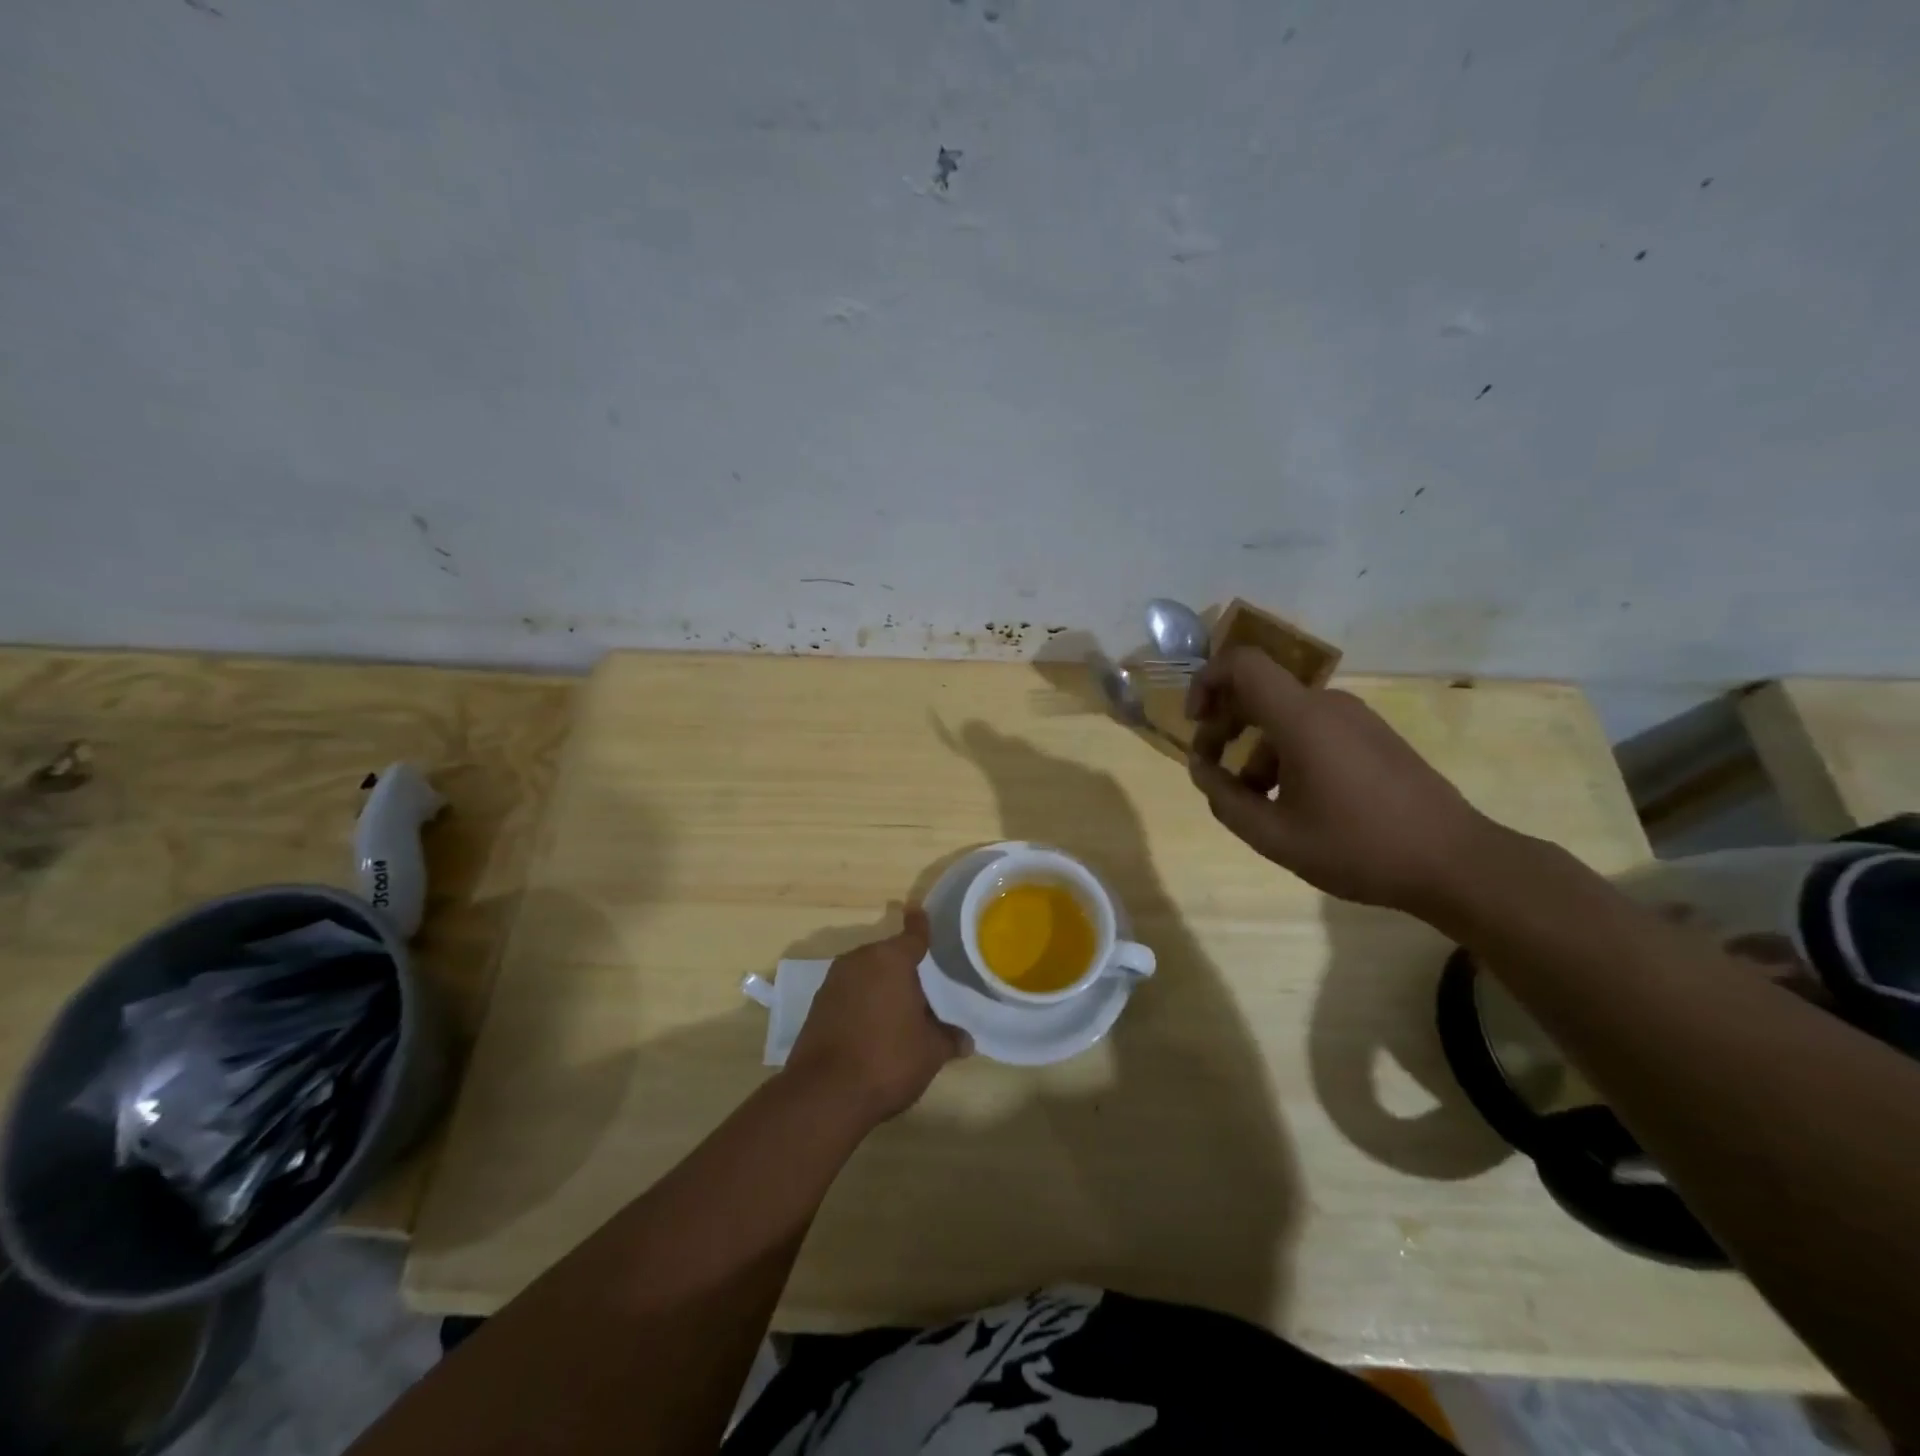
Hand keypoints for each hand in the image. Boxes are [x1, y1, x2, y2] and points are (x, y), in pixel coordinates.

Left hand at [782, 908, 968, 1125]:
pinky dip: (863, 1001)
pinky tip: (874, 1025)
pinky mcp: (818, 1005)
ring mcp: (834, 982)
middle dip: (904, 967)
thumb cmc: (887, 1060)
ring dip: (881, 985)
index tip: (919, 912)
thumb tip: (966, 1039)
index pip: (913, 936)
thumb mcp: (931, 1052)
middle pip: (888, 955)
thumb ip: (948, 1038)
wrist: (825, 1094)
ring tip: (901, 1009)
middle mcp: (860, 960)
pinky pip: (849, 993)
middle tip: (925, 986)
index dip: (920, 926)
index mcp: (891, 960)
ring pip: (866, 974)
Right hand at [1184, 646, 1496, 913]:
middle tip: (1212, 770)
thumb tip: (1202, 769)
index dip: (1206, 682)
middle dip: (1224, 725)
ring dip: (1255, 749)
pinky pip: (1313, 730)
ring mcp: (1355, 719)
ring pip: (1284, 717)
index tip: (1196, 723)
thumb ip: (1225, 799)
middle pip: (1258, 692)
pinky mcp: (1373, 737)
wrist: (1455, 862)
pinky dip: (1286, 754)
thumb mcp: (1274, 836)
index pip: (1242, 665)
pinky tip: (1292, 802)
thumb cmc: (1358, 847)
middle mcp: (1327, 705)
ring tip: (1253, 801)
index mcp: (1301, 719)